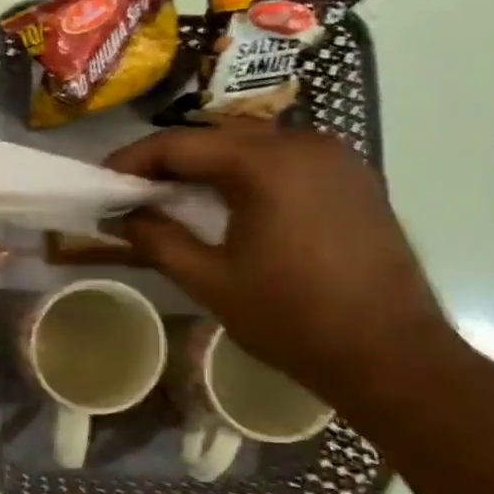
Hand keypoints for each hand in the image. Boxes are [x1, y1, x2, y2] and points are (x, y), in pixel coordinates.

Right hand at [104, 123, 455, 405]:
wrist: (390, 355)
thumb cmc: (292, 318)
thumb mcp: (210, 281)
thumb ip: (158, 239)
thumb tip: (122, 216)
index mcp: (267, 164)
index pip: (180, 144)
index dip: (133, 160)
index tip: (103, 182)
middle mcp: (305, 144)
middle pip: (218, 138)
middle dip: (170, 162)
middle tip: (134, 192)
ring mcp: (338, 159)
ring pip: (253, 147)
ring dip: (209, 167)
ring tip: (174, 198)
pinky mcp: (355, 180)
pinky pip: (286, 162)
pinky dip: (248, 175)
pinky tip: (230, 205)